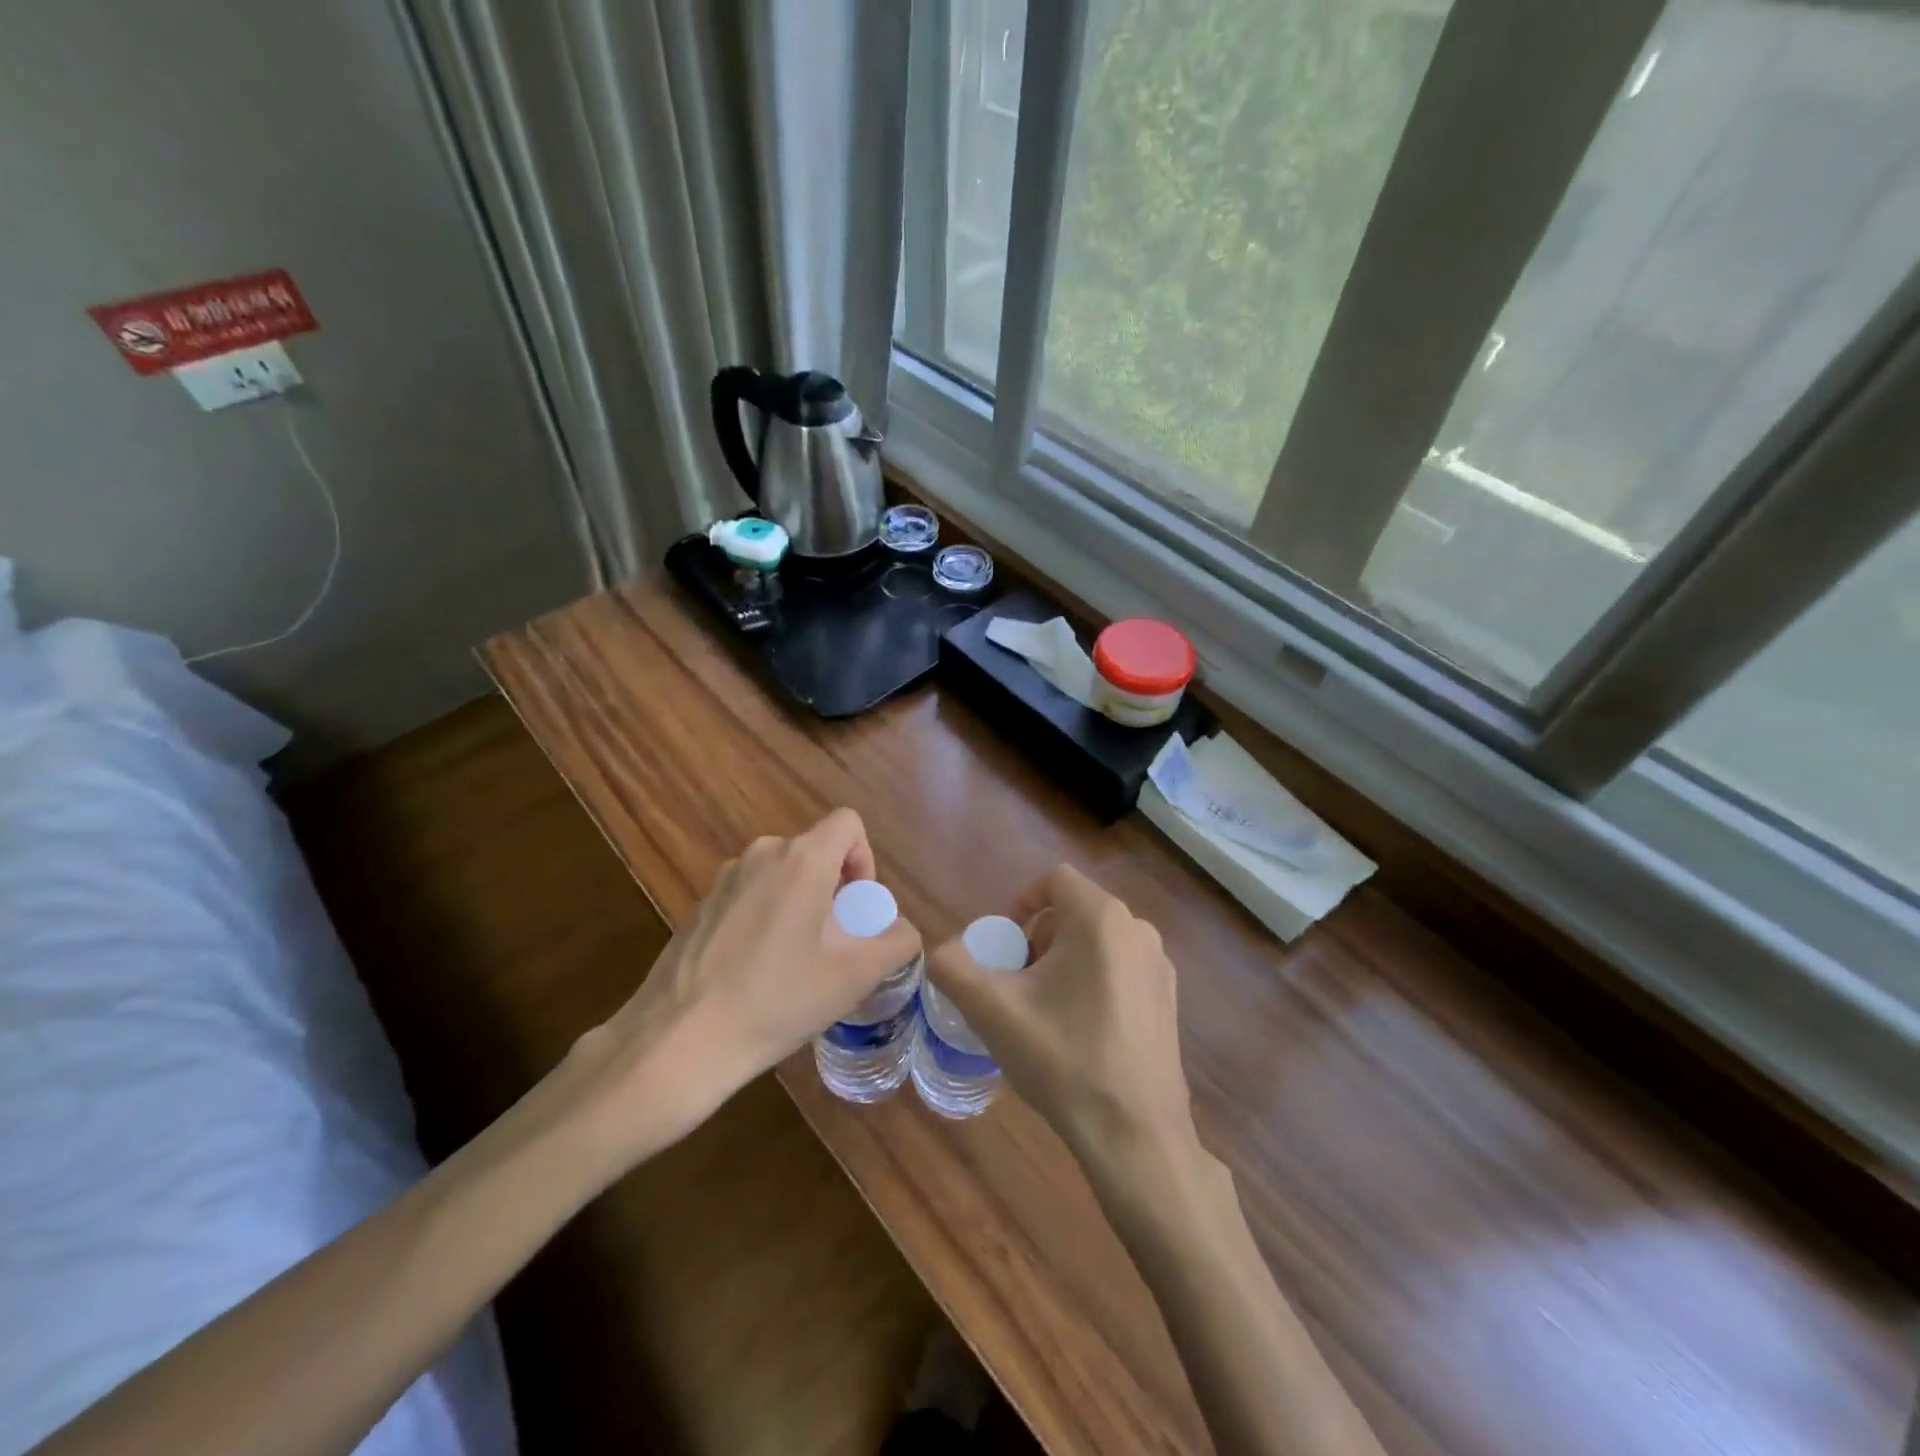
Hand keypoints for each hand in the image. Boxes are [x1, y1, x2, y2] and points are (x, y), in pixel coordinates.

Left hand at [559, 808, 921, 1168]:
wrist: (679, 1040)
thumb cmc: (778, 1000)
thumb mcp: (854, 976)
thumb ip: (896, 942)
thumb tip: (903, 931)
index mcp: (801, 859)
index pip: (847, 823)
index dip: (865, 858)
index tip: (858, 908)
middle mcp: (761, 854)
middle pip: (814, 851)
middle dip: (833, 889)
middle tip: (833, 943)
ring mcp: (723, 879)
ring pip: (780, 875)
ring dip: (798, 904)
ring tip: (794, 963)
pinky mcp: (698, 906)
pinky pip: (748, 896)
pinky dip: (764, 919)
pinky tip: (754, 973)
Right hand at [926, 864, 1196, 1171]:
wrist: (1135, 1135)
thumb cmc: (1063, 1059)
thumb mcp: (992, 1011)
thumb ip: (954, 968)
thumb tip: (944, 952)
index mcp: (1101, 918)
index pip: (1054, 880)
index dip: (1020, 902)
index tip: (1002, 944)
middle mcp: (1138, 930)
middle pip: (1074, 911)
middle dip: (1037, 937)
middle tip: (1016, 982)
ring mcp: (1160, 966)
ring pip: (1097, 941)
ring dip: (1063, 960)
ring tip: (1042, 1009)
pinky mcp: (1169, 1000)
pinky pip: (1120, 968)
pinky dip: (1092, 981)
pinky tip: (1078, 1032)